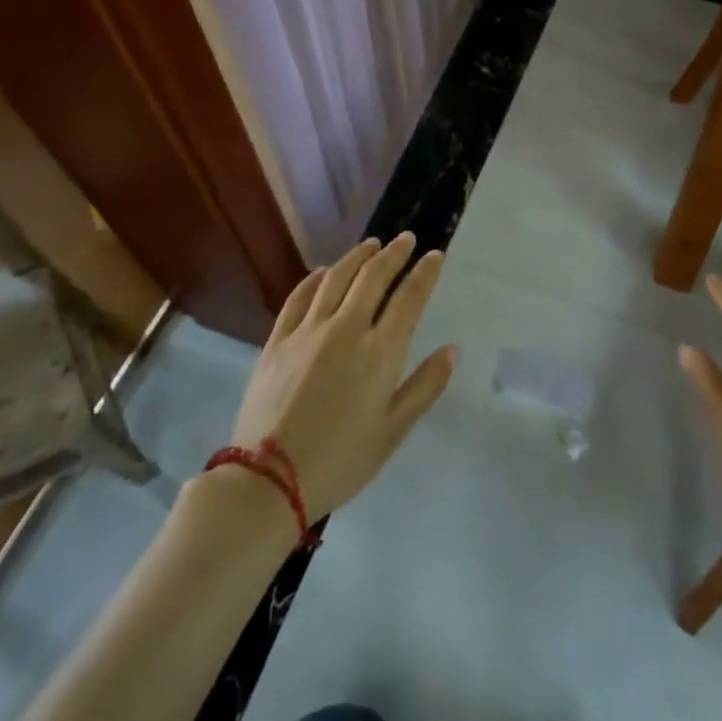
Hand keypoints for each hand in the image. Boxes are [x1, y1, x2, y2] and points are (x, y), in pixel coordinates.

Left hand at [217, 235, 457, 521]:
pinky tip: (323, 272)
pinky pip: (298, 297)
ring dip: (357, 257)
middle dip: (393, 254)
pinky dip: (314, 279)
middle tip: (406, 239)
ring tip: (371, 244)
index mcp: (380, 351)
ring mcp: (308, 332)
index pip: (409, 298)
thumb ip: (425, 386)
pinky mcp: (277, 341)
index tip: (434, 255)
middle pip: (373, 277)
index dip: (424, 273)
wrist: (269, 481)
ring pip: (336, 278)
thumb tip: (452, 350)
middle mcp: (346, 329)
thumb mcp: (394, 431)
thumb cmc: (341, 460)